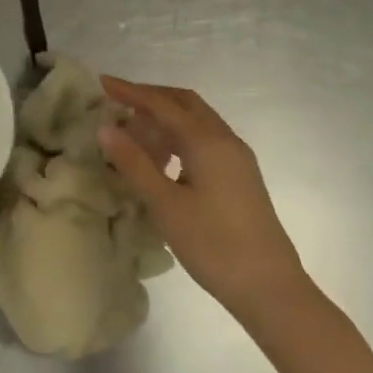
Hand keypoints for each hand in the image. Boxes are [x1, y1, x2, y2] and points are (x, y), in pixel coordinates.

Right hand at [97, 77, 310, 319]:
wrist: (270, 289)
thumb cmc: (213, 245)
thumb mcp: (165, 204)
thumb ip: (134, 163)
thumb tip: (105, 128)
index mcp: (206, 141)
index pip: (161, 104)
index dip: (130, 91)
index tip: (102, 83)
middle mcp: (225, 140)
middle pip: (184, 103)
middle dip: (150, 97)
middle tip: (117, 102)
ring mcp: (236, 158)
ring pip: (196, 121)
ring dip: (165, 117)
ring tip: (134, 132)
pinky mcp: (240, 176)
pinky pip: (205, 139)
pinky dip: (179, 136)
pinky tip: (162, 159)